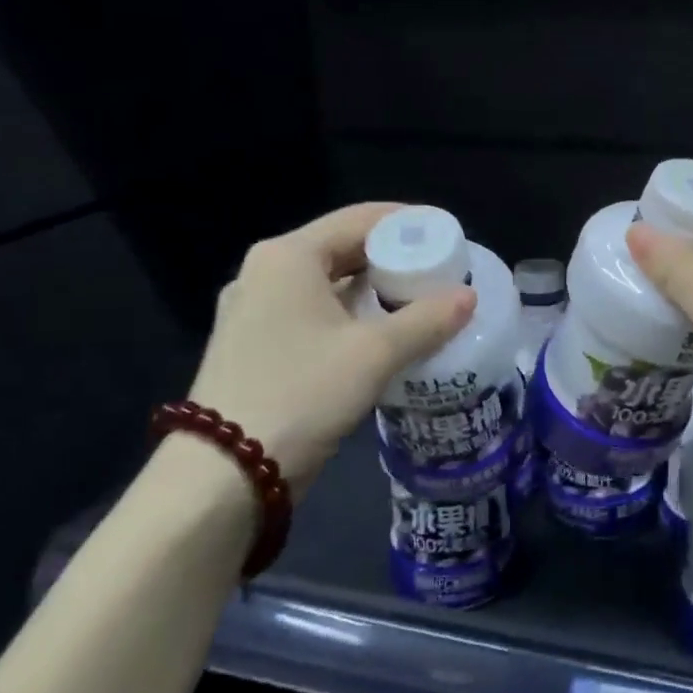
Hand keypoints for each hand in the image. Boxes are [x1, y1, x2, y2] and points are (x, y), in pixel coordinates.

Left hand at [187, 203, 476, 495]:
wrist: (224, 474)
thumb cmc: (301, 394)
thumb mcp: (373, 355)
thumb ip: (426, 320)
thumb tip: (468, 297)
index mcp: (288, 257)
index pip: (359, 219)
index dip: (407, 222)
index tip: (445, 234)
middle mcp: (265, 273)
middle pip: (341, 249)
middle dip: (391, 258)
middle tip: (438, 271)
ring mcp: (253, 311)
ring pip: (326, 285)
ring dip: (371, 290)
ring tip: (418, 301)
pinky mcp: (253, 345)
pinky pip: (311, 314)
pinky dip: (348, 316)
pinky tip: (379, 335)